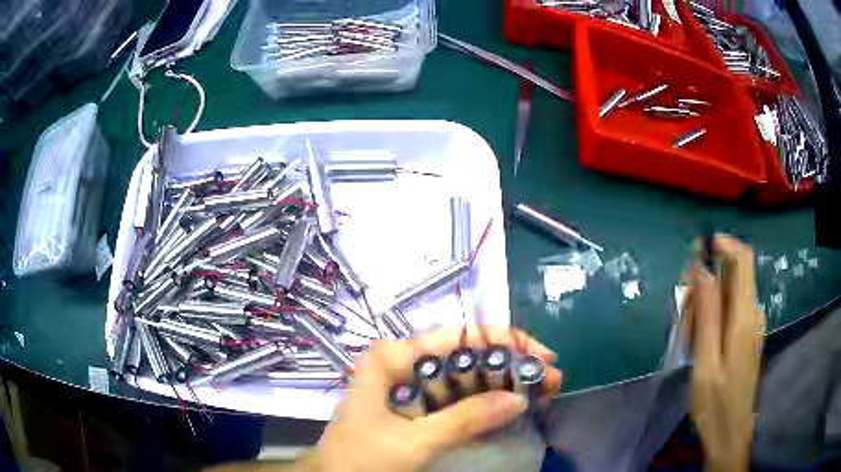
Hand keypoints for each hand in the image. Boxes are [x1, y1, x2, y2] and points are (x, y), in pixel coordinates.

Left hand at [301, 326, 562, 471]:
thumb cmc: (361, 459)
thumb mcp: (414, 441)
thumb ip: (464, 419)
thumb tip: (518, 398)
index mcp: (395, 357)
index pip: (460, 337)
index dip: (506, 342)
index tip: (543, 357)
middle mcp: (403, 363)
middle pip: (466, 355)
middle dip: (510, 365)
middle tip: (550, 380)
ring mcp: (408, 385)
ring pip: (463, 377)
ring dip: (502, 383)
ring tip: (540, 392)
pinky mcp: (413, 406)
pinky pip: (454, 398)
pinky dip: (483, 402)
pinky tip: (509, 407)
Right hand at [689, 235, 764, 471]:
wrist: (731, 434)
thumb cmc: (716, 404)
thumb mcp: (706, 364)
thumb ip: (708, 315)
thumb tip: (701, 270)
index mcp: (745, 316)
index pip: (743, 259)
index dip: (724, 244)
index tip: (699, 250)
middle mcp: (753, 313)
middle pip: (733, 276)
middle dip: (707, 284)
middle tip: (684, 317)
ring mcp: (752, 325)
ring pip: (730, 295)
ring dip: (707, 305)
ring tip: (689, 338)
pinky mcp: (748, 337)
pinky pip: (731, 312)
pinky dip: (713, 318)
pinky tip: (700, 345)